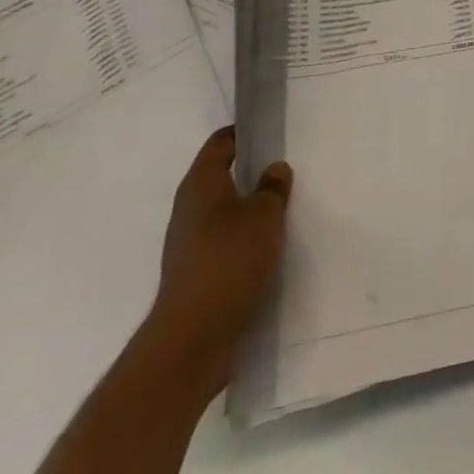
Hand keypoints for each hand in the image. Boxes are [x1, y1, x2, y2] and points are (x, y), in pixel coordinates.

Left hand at [137, 127, 291, 397]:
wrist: (191, 340)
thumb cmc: (229, 261)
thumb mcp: (265, 215)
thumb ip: (273, 187)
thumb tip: (273, 170)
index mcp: (201, 183)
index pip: (221, 142)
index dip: (245, 133)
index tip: (273, 133)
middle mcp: (189, 208)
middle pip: (221, 177)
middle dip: (251, 173)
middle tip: (285, 170)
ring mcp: (188, 244)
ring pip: (224, 213)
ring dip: (249, 210)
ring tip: (283, 211)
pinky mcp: (194, 275)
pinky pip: (223, 243)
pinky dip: (244, 241)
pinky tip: (268, 249)